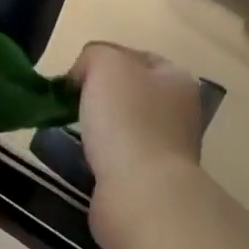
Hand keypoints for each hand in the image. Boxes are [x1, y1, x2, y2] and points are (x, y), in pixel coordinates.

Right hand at [69, 43, 206, 195]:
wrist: (140, 193)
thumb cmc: (126, 119)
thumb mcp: (105, 64)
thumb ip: (93, 55)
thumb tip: (83, 75)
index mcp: (176, 78)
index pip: (134, 56)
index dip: (102, 59)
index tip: (73, 75)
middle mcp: (178, 110)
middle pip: (128, 90)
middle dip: (97, 93)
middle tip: (69, 102)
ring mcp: (167, 147)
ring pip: (122, 123)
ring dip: (98, 125)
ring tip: (72, 130)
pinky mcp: (149, 178)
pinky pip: (118, 154)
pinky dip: (99, 154)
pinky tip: (84, 157)